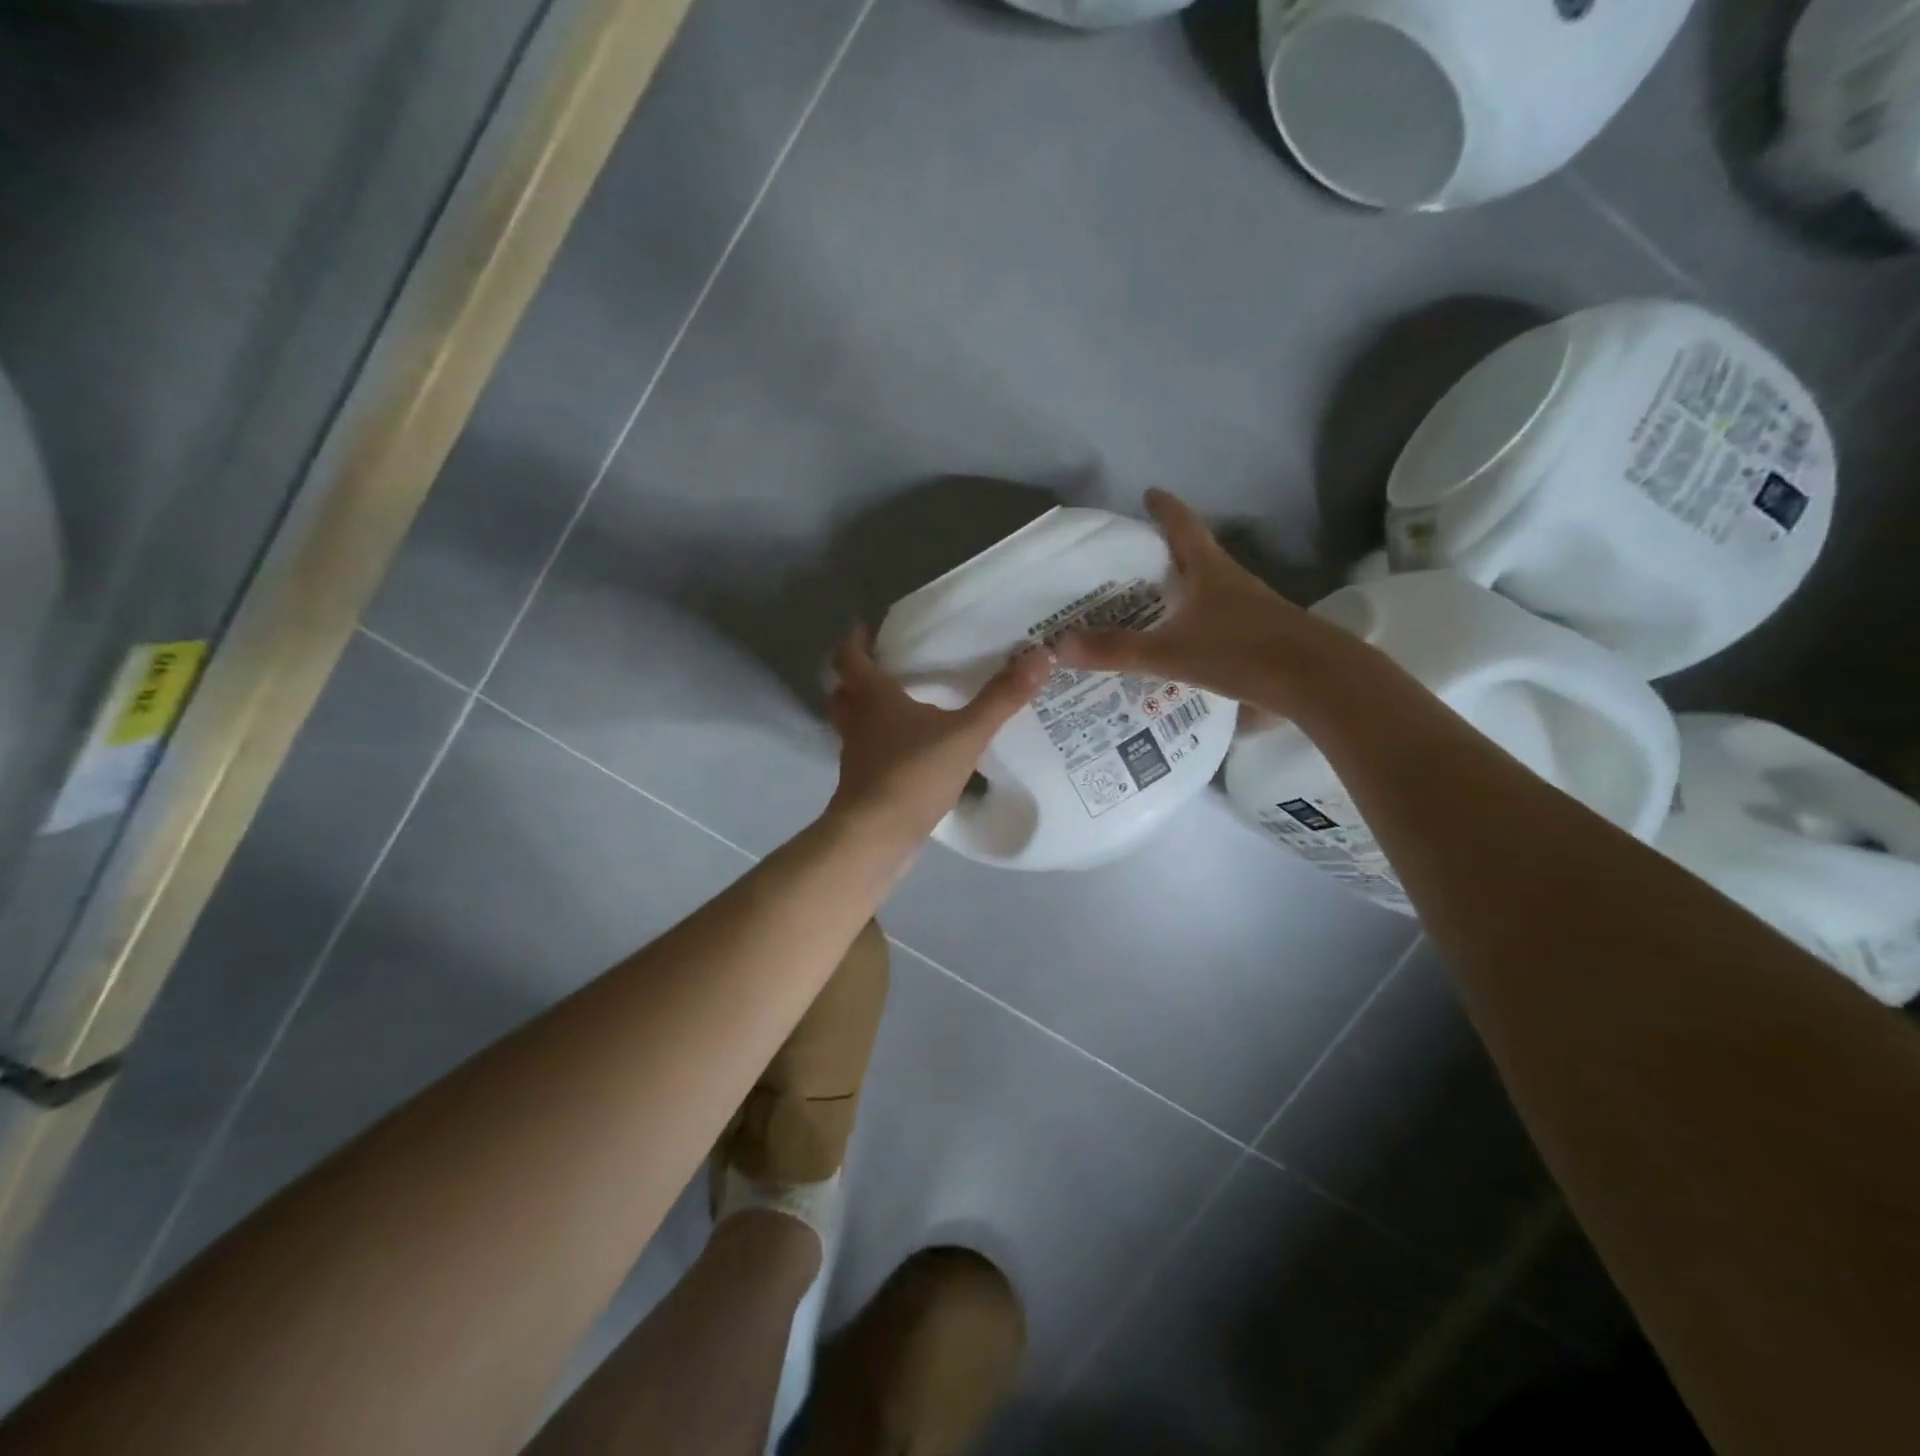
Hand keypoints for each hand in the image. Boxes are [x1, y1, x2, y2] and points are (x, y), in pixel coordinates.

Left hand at [826, 626, 1053, 843]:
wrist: (877, 835)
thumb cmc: (914, 773)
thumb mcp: (966, 734)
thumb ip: (1001, 699)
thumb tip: (1040, 657)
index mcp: (873, 698)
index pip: (850, 658)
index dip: (854, 641)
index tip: (864, 628)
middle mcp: (857, 722)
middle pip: (843, 692)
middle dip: (855, 678)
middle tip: (882, 668)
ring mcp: (855, 755)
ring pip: (851, 724)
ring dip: (864, 712)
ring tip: (896, 708)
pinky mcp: (861, 785)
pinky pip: (865, 754)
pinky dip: (878, 746)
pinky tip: (906, 752)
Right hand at [1055, 489, 1344, 715]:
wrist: (1318, 681)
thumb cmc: (1243, 653)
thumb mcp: (1172, 652)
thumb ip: (1118, 650)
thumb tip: (1059, 645)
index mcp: (1210, 572)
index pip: (1183, 527)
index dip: (1165, 509)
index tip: (1149, 493)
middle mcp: (1232, 583)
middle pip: (1197, 558)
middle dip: (1167, 555)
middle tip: (1133, 563)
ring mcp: (1252, 610)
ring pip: (1210, 592)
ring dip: (1184, 593)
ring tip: (1151, 607)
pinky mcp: (1262, 638)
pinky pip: (1220, 623)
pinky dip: (1197, 625)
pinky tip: (1183, 648)